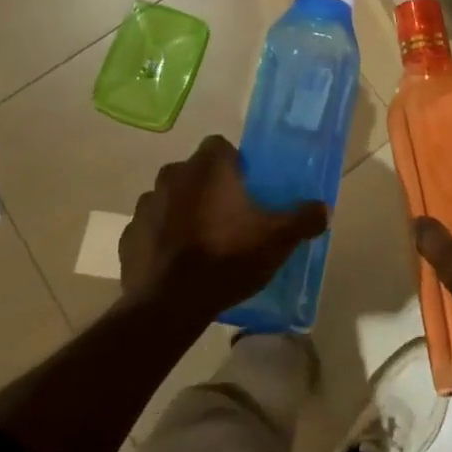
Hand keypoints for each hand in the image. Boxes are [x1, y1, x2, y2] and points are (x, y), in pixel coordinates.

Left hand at [120, 136, 328, 325]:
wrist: (169, 306)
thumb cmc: (227, 258)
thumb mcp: (277, 240)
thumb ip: (303, 219)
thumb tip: (324, 208)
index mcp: (207, 167)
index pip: (220, 146)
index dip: (234, 164)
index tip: (246, 188)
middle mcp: (172, 175)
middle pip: (194, 172)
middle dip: (208, 188)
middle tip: (228, 217)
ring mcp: (145, 205)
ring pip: (170, 199)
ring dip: (183, 212)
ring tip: (201, 243)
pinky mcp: (128, 236)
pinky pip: (151, 229)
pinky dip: (162, 239)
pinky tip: (176, 264)